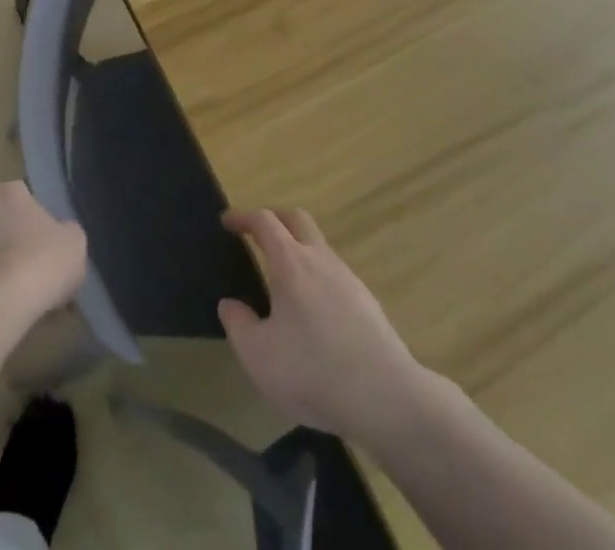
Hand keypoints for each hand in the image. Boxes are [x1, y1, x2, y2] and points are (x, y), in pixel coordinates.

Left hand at [0, 181, 87, 321]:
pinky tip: (7, 305)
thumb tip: (62, 235)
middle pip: (4, 221)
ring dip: (2, 263)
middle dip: (17, 239)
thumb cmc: (43, 259)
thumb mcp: (75, 241)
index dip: (39, 219)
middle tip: (38, 266)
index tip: (50, 242)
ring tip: (23, 292)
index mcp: (9, 191)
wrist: (2, 302)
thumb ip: (67, 231)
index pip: (25, 197)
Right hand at [219, 207, 418, 441]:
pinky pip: (335, 275)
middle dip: (274, 219)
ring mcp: (348, 279)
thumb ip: (238, 325)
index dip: (243, 217)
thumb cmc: (313, 370)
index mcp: (290, 261)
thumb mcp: (259, 355)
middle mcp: (320, 258)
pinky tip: (313, 312)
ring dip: (298, 249)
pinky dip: (317, 277)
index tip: (227, 222)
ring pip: (319, 246)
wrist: (386, 397)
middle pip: (297, 219)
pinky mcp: (368, 303)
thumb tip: (230, 304)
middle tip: (256, 235)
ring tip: (283, 279)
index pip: (264, 221)